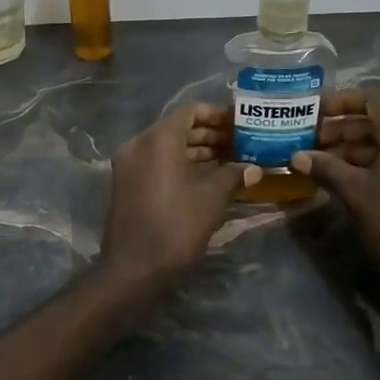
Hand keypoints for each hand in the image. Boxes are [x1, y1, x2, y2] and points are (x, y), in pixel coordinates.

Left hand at [101, 105, 260, 279]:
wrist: (134, 268)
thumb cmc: (176, 226)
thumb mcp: (212, 198)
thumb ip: (233, 175)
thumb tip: (254, 168)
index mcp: (158, 139)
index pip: (191, 111)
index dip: (218, 114)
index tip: (241, 124)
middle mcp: (139, 144)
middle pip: (178, 127)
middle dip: (210, 134)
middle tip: (241, 143)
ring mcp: (128, 164)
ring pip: (167, 146)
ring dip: (197, 150)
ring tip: (230, 160)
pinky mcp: (126, 183)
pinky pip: (156, 162)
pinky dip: (180, 164)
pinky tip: (207, 177)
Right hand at [292, 92, 379, 288]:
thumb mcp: (354, 192)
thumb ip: (325, 167)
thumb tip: (296, 156)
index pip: (372, 101)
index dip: (340, 102)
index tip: (312, 113)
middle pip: (377, 124)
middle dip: (340, 130)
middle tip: (309, 143)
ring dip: (351, 150)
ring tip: (319, 163)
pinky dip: (369, 166)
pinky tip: (343, 180)